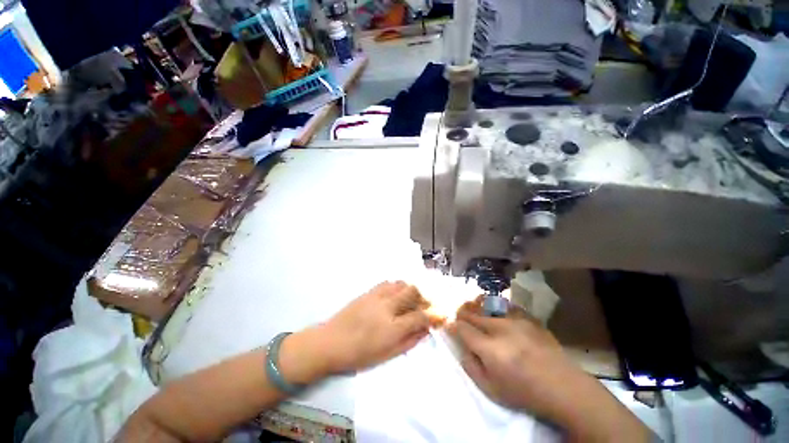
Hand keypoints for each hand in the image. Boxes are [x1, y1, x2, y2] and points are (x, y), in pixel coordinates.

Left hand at [319, 281, 443, 373]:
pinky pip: (388, 283)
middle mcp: (387, 307)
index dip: (434, 314)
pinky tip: (396, 294)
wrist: (330, 342)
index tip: (443, 313)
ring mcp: (377, 296)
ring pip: (401, 284)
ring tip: (413, 298)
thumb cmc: (358, 355)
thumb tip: (426, 330)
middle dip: (425, 295)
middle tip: (428, 303)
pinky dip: (397, 286)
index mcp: (392, 328)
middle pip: (413, 291)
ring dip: (411, 289)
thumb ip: (409, 341)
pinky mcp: (369, 291)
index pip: (420, 316)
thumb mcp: (387, 355)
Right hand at [449, 298, 650, 441]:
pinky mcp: (528, 318)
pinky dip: (495, 306)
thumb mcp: (491, 390)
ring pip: (486, 306)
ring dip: (475, 307)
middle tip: (458, 316)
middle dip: (461, 314)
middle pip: (472, 314)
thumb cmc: (524, 392)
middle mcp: (501, 329)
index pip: (462, 329)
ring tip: (471, 308)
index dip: (453, 325)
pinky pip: (505, 305)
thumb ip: (471, 367)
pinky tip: (493, 310)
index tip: (449, 325)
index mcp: (490, 349)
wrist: (563, 387)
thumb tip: (461, 347)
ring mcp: (516, 320)